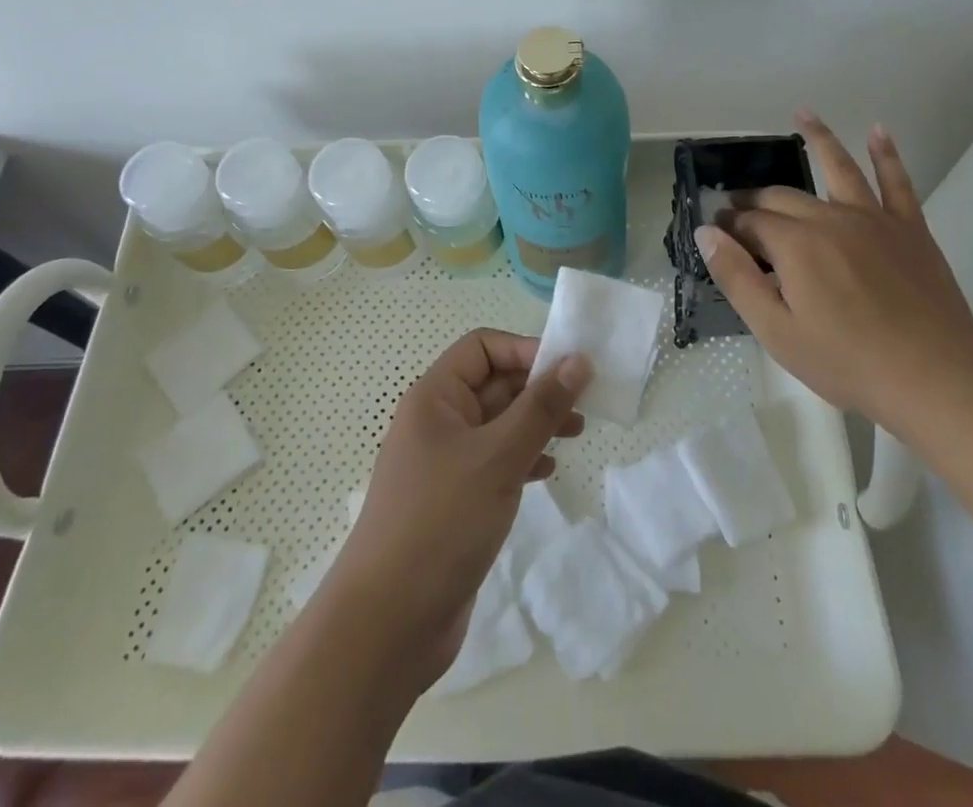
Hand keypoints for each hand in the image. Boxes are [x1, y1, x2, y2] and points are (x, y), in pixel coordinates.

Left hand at [331, 329, 590, 682]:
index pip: (482, 347)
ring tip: (577, 433)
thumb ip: (541, 407)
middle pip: (493, 384)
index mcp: (435, 397)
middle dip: (538, 388)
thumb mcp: (498, 457)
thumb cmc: (441, 522)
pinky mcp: (454, 500)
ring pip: (498, 424)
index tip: (569, 369)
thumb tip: (578, 360)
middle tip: (584, 403)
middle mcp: (437, 422)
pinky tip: (548, 470)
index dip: (525, 350)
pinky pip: (494, 462)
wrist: (387, 625)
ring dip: (536, 423)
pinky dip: (523, 458)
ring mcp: (444, 463)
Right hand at [695, 109, 972, 430]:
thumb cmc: (847, 362)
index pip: (750, 223)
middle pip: (784, 196)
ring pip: (839, 167)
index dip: (729, 225)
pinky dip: (886, 154)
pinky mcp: (909, 228)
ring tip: (803, 113)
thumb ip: (737, 277)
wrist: (935, 378)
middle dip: (755, 198)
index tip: (716, 231)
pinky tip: (878, 130)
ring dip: (819, 137)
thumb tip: (706, 232)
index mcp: (795, 245)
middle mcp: (830, 218)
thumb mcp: (776, 331)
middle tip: (738, 206)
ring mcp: (873, 219)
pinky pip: (896, 182)